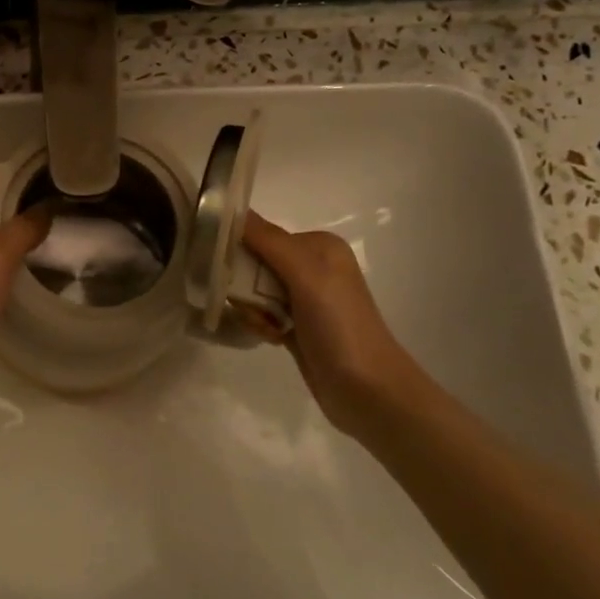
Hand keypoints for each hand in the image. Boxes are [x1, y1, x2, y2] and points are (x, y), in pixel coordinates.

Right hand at [242, 211, 435, 434]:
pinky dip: (260, 324)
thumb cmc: (340, 325)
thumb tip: (232, 207)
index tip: (231, 273)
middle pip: (255, 264)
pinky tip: (274, 338)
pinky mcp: (298, 326)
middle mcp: (312, 267)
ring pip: (254, 292)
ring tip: (270, 328)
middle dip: (247, 287)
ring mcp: (305, 299)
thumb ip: (268, 240)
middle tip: (257, 308)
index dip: (241, 252)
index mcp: (318, 246)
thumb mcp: (306, 274)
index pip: (261, 235)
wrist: (368, 391)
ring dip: (253, 310)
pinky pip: (262, 314)